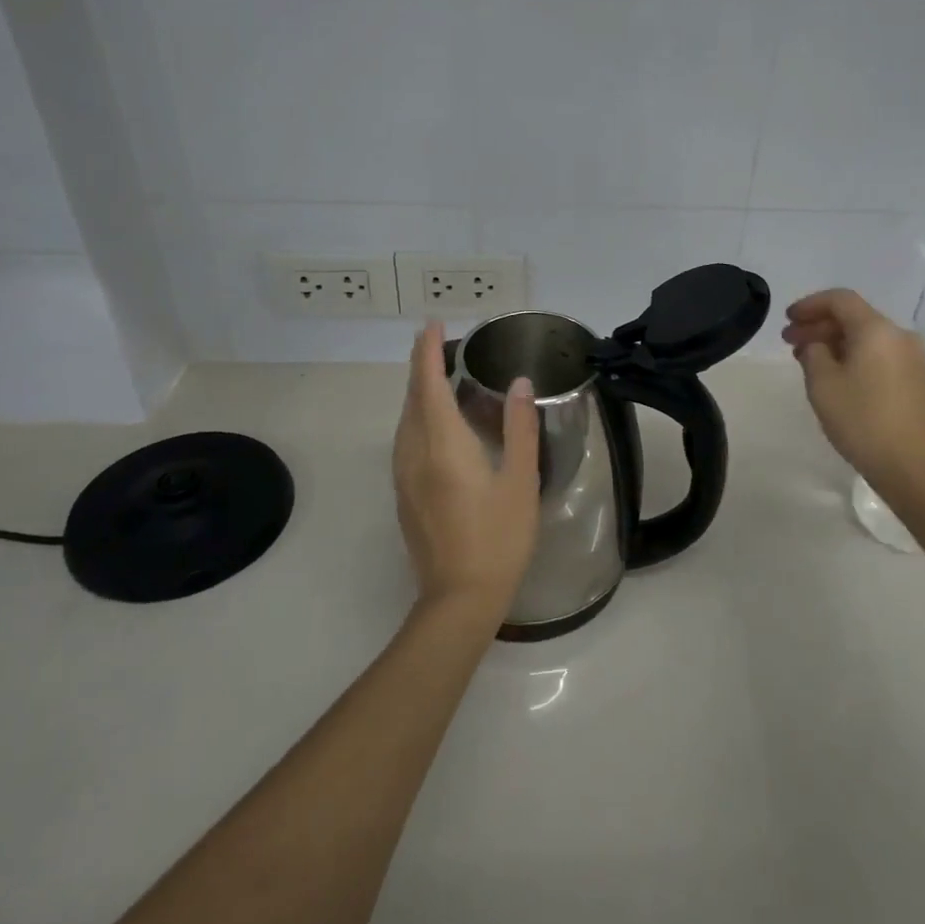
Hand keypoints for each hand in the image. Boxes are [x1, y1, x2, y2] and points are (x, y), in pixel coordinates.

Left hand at [392, 320, 541, 620]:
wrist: (459, 599)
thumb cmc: (498, 538)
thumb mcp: (520, 481)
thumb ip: (520, 428)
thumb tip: (520, 383)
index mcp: (443, 445)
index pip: (427, 385)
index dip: (428, 352)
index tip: (433, 324)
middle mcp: (414, 453)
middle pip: (411, 398)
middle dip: (420, 365)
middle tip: (437, 341)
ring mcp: (404, 476)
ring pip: (405, 420)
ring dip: (417, 391)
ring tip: (437, 373)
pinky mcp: (404, 494)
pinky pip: (406, 439)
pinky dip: (417, 416)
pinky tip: (436, 422)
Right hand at [782, 289, 924, 496]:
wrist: (913, 466)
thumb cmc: (862, 420)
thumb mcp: (822, 384)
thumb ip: (813, 353)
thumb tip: (817, 345)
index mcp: (877, 330)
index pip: (840, 299)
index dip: (810, 305)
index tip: (787, 319)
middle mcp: (899, 336)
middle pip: (854, 317)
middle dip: (819, 325)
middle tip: (789, 341)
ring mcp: (912, 358)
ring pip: (866, 337)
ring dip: (835, 342)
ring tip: (807, 360)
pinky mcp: (916, 380)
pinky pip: (879, 354)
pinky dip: (853, 356)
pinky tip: (835, 375)